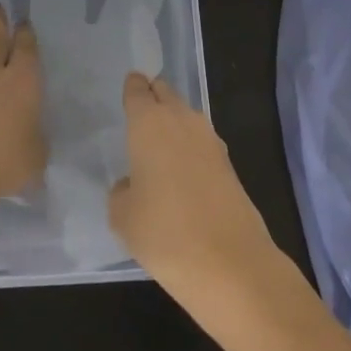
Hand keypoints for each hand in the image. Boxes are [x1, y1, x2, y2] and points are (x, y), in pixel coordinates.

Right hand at [108, 73, 278, 306]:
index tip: (128, 89)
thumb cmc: (162, 232)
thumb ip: (122, 190)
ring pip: (186, 117)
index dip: (132, 88)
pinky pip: (201, 142)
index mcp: (148, 123)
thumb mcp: (122, 215)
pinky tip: (181, 171)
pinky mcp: (229, 163)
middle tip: (140, 111)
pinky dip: (190, 148)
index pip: (137, 90)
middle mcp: (181, 120)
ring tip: (158, 144)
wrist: (227, 261)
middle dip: (154, 97)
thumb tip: (135, 184)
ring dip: (173, 123)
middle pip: (166, 94)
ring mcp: (210, 140)